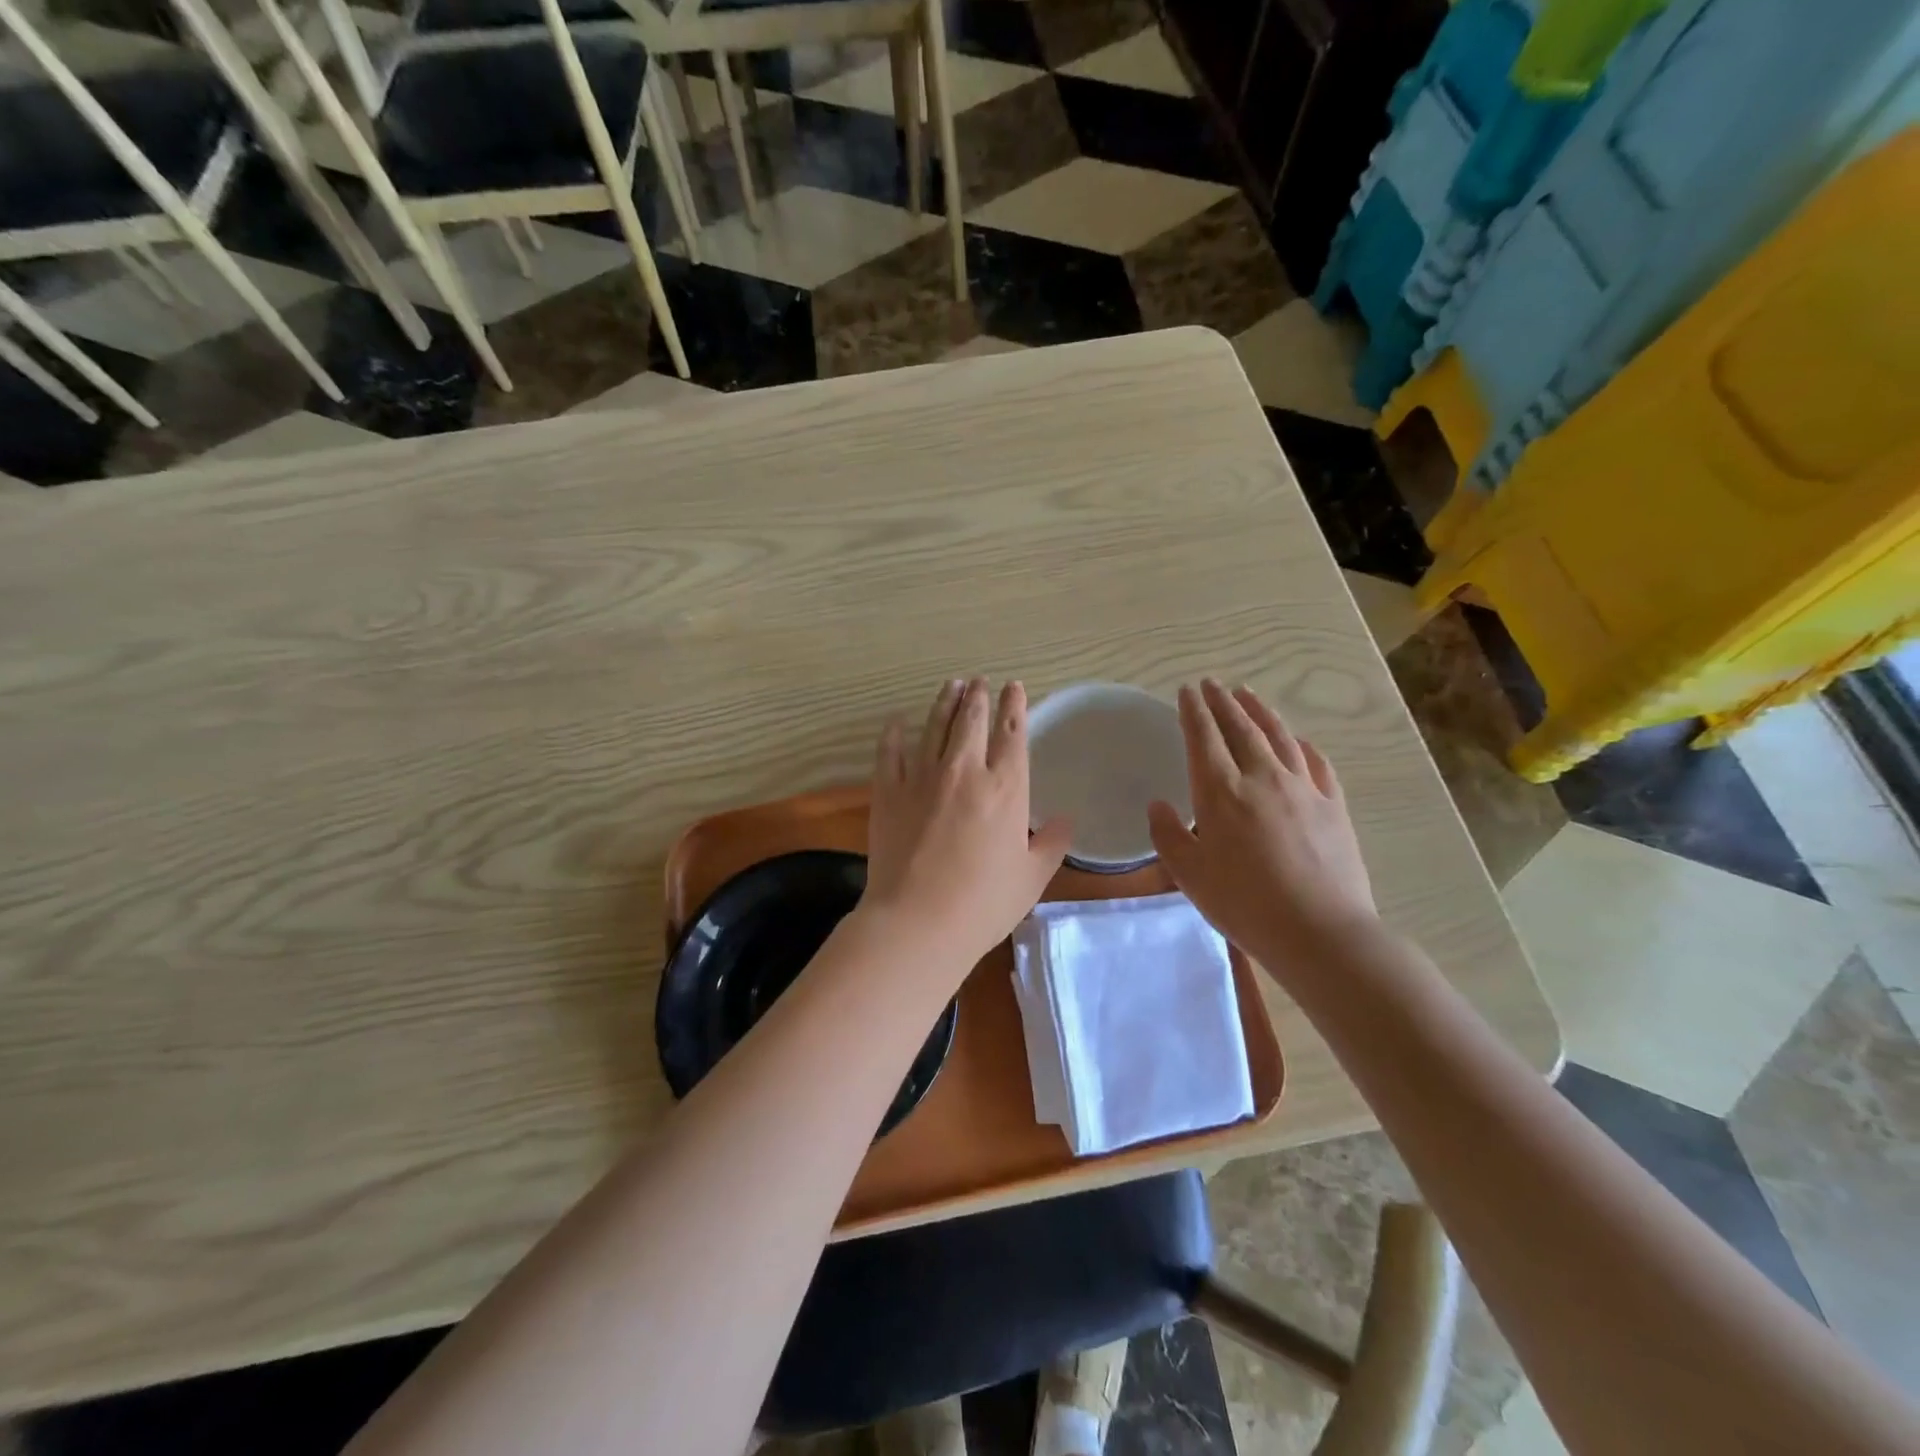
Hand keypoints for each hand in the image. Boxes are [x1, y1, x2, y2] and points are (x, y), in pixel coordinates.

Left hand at [861, 678, 1073, 973]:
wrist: (918, 922)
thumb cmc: (983, 904)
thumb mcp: (1031, 877)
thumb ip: (1051, 844)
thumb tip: (1065, 820)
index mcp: (1005, 789)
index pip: (1012, 734)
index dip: (1014, 707)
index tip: (1013, 687)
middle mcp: (965, 772)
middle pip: (971, 721)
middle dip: (978, 697)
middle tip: (979, 681)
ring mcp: (922, 778)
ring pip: (934, 727)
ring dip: (944, 703)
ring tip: (952, 685)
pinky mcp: (888, 792)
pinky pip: (890, 752)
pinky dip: (894, 733)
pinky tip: (898, 720)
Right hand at [1148, 680, 1376, 964]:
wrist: (1320, 931)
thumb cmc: (1244, 904)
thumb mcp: (1189, 876)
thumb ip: (1168, 836)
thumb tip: (1158, 805)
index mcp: (1221, 793)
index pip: (1203, 738)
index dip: (1194, 711)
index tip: (1187, 691)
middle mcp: (1262, 778)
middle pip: (1241, 728)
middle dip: (1223, 702)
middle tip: (1212, 683)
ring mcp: (1303, 789)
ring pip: (1279, 736)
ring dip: (1260, 711)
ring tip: (1248, 694)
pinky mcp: (1333, 806)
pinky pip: (1316, 763)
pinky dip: (1302, 744)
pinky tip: (1297, 740)